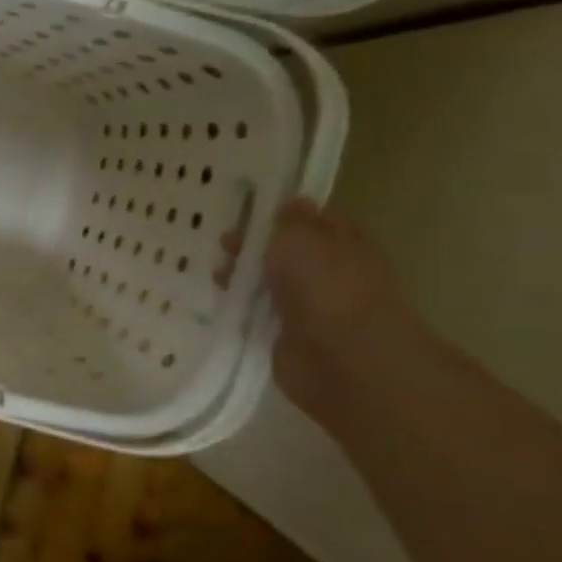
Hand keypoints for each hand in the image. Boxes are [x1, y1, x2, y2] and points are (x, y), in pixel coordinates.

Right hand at [218, 199, 420, 418]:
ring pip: (270, 282)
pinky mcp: (287, 335)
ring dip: (243, 275)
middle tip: (223, 239)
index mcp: (345, 245)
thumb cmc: (327, 287)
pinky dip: (240, 305)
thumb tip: (293, 202)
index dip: (285, 211)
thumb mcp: (302, 239)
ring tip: (216, 270)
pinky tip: (218, 298)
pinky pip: (258, 312)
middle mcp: (330, 274)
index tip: (249, 206)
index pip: (316, 220)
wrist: (343, 359)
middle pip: (287, 252)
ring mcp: (309, 307)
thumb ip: (291, 221)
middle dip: (255, 244)